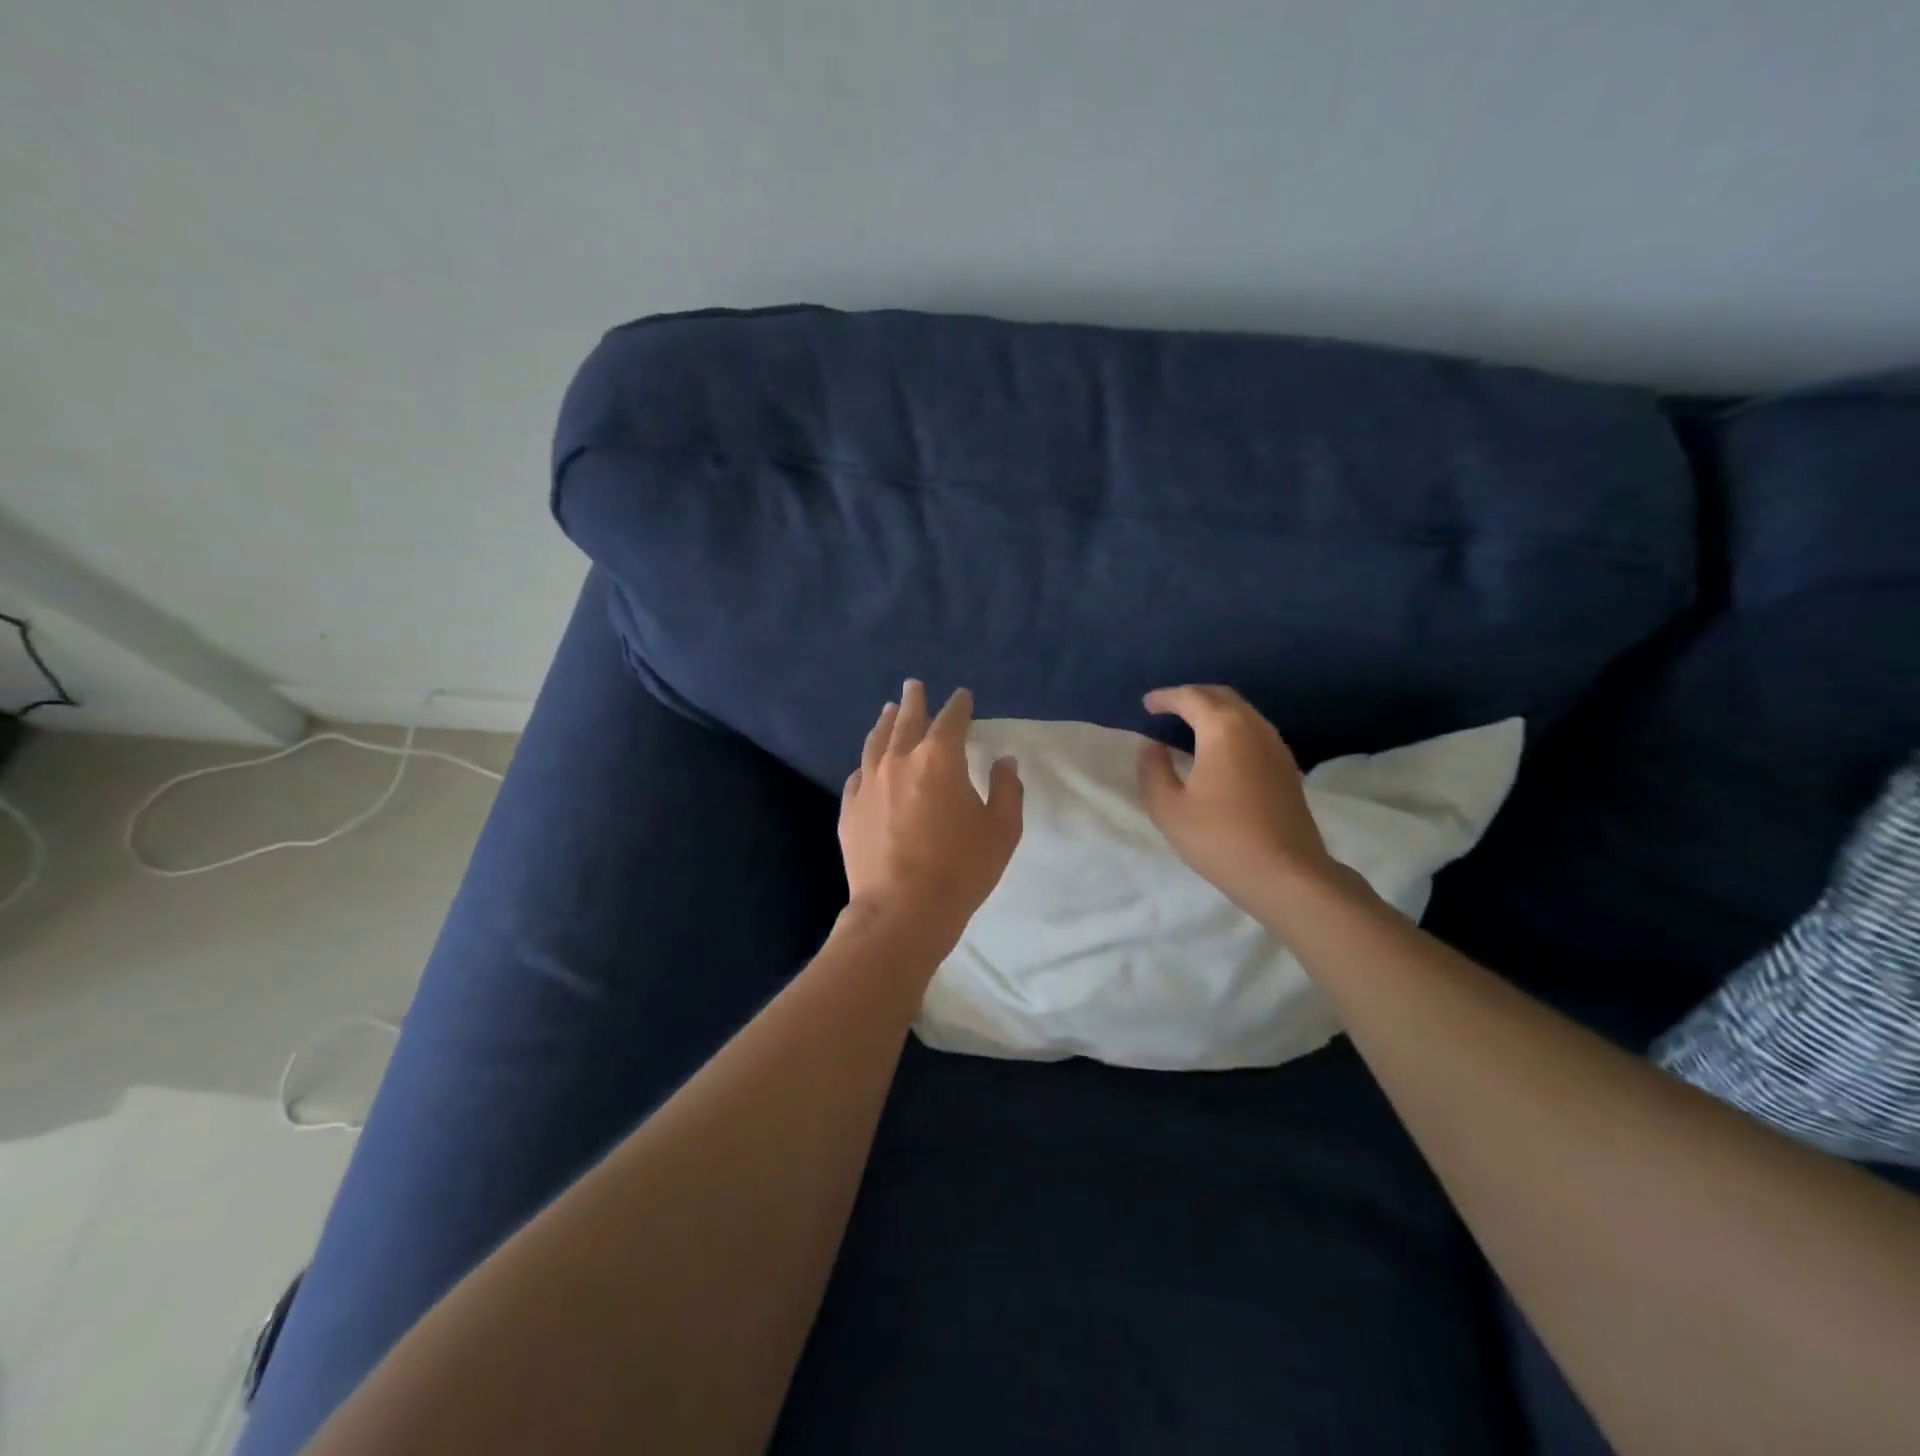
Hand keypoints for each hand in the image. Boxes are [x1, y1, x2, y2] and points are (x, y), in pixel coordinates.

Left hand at [839, 680, 1023, 956]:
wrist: (902, 910)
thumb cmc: (960, 869)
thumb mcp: (1002, 830)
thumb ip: (1007, 789)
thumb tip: (1004, 762)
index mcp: (939, 758)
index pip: (951, 719)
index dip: (959, 705)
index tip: (963, 696)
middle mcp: (899, 760)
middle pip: (906, 720)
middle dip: (914, 701)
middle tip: (914, 685)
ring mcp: (869, 784)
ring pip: (876, 742)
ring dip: (885, 723)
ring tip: (887, 711)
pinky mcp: (849, 809)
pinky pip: (858, 775)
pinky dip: (867, 763)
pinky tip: (867, 764)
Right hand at [1137, 685, 1347, 922]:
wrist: (1286, 874)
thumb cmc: (1219, 839)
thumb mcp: (1168, 808)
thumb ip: (1153, 769)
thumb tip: (1152, 746)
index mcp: (1223, 729)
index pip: (1191, 698)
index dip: (1166, 697)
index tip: (1147, 704)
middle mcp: (1254, 727)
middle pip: (1221, 696)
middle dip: (1192, 696)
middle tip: (1167, 708)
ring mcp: (1276, 746)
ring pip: (1242, 712)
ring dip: (1214, 711)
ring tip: (1190, 725)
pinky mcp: (1287, 767)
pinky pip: (1254, 730)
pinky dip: (1231, 727)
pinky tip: (1219, 749)